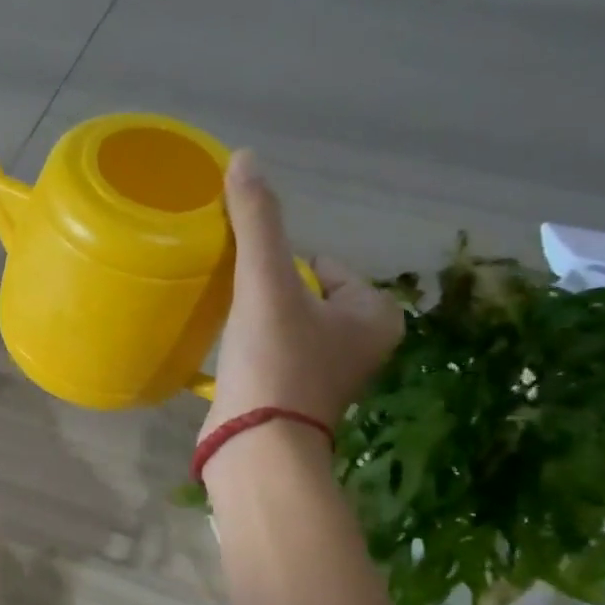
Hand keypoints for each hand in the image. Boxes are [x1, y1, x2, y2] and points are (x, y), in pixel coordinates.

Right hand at [202, 150, 402, 448]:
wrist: (256, 448)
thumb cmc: (276, 361)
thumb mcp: (267, 282)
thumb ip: (258, 221)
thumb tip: (244, 157)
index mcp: (376, 315)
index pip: (327, 265)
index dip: (283, 267)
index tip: (255, 285)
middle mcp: (362, 347)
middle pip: (304, 295)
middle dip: (269, 295)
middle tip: (239, 306)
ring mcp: (329, 379)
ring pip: (287, 327)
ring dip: (257, 323)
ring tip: (230, 329)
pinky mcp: (295, 402)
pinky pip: (273, 357)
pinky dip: (252, 353)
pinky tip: (228, 358)